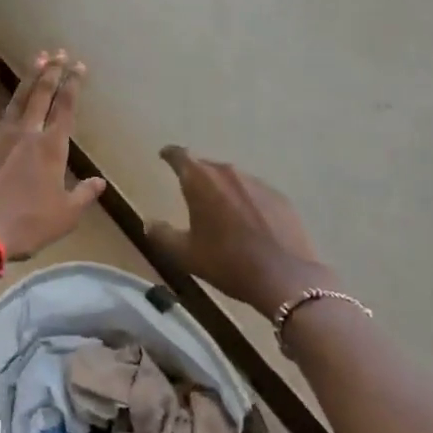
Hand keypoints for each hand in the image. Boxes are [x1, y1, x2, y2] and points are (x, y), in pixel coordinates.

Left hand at [0, 51, 105, 259]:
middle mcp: (27, 135)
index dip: (73, 86)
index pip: (66, 110)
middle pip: (42, 97)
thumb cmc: (27, 227)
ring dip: (28, 79)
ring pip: (16, 101)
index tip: (79, 67)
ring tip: (38, 58)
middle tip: (60, 53)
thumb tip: (100, 182)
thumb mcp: (65, 216)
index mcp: (51, 150)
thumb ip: (84, 195)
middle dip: (52, 73)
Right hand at [148, 147, 334, 315]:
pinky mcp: (280, 198)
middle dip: (196, 176)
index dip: (169, 154)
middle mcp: (229, 174)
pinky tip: (248, 223)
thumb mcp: (185, 254)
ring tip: (220, 211)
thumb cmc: (227, 262)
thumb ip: (162, 235)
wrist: (285, 277)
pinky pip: (255, 193)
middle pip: (207, 166)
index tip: (163, 156)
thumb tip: (148, 222)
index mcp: (201, 181)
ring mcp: (258, 184)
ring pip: (233, 179)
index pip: (180, 155)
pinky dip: (246, 202)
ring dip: (223, 190)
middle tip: (190, 193)